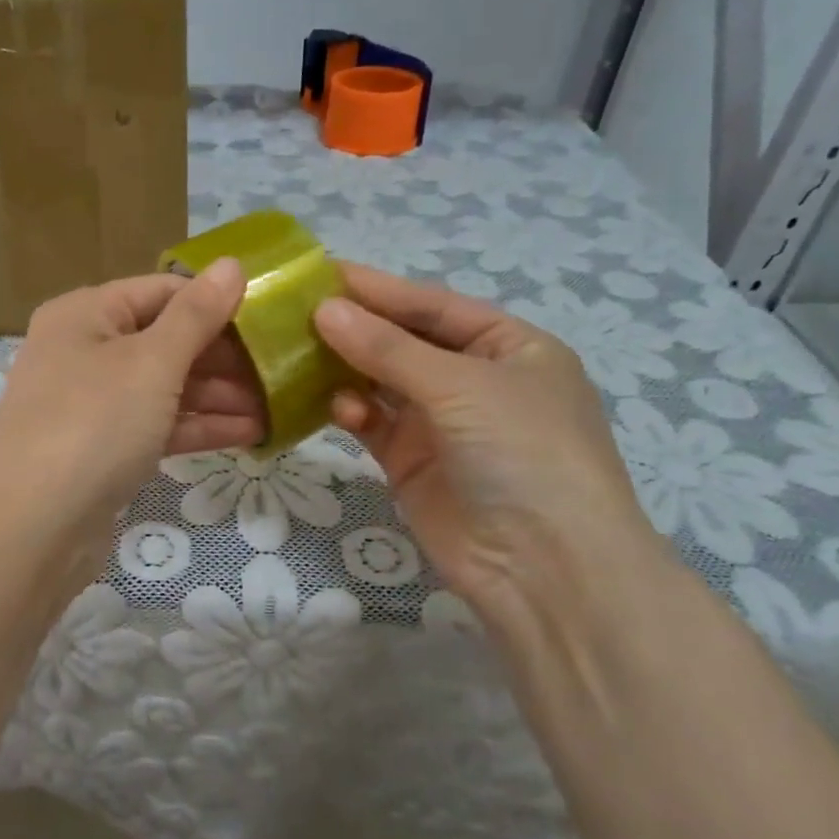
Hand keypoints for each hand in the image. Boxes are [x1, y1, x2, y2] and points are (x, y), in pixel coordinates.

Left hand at [0, 260, 259, 536]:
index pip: (161, 292)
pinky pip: (156, 426)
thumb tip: (232, 264)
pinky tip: (250, 434)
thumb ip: (197, 315)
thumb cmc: (94, 424)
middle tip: (280, 368)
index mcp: (85, 315)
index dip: (215, 302)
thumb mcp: (152, 362)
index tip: (269, 318)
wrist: (33, 528)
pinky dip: (197, 428)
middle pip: (164, 341)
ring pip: (163, 388)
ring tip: (276, 405)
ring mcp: (90, 405)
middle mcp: (82, 352)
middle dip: (222, 357)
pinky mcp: (101, 450)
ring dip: (218, 396)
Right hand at [312, 263, 658, 608]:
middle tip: (296, 311)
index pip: (434, 306)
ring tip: (300, 353)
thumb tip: (324, 309)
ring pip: (382, 382)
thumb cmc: (522, 451)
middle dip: (357, 328)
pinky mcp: (412, 463)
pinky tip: (334, 405)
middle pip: (404, 342)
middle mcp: (475, 381)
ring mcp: (442, 424)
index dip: (380, 288)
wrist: (543, 566)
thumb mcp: (460, 385)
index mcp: (509, 347)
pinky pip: (373, 423)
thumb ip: (388, 348)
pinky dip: (352, 410)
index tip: (320, 272)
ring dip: (347, 368)